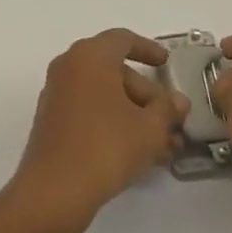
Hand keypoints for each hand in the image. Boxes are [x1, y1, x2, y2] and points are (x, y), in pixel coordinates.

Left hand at [9, 29, 188, 232]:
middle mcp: (70, 67)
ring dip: (134, 116)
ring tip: (164, 147)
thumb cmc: (105, 147)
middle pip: (116, 71)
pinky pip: (90, 112)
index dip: (148, 49)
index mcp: (90, 56)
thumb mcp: (148, 129)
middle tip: (171, 121)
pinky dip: (113, 124)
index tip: (166, 64)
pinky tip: (138, 154)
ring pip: (104, 96)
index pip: (123, 39)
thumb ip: (167, 110)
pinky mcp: (52, 122)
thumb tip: (179, 101)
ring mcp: (58, 94)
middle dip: (147, 96)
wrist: (53, 193)